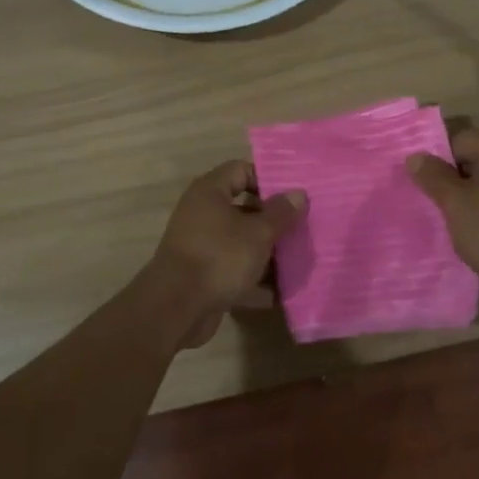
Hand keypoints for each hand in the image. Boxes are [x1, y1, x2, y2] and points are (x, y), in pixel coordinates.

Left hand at [149, 161, 304, 347]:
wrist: (176, 309)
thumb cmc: (220, 257)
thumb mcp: (258, 233)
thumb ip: (281, 213)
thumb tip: (298, 194)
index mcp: (210, 192)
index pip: (241, 170)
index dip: (269, 179)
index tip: (294, 195)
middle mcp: (202, 214)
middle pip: (244, 208)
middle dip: (273, 220)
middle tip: (302, 227)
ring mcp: (201, 245)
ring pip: (240, 241)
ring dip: (266, 252)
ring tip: (297, 259)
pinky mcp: (202, 275)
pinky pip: (233, 269)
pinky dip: (253, 278)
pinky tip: (279, 291)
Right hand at [406, 128, 478, 289]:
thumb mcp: (454, 202)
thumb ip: (432, 176)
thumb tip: (415, 156)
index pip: (458, 140)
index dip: (437, 159)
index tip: (422, 183)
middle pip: (473, 157)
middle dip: (450, 176)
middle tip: (430, 198)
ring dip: (465, 193)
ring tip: (446, 214)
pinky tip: (468, 226)